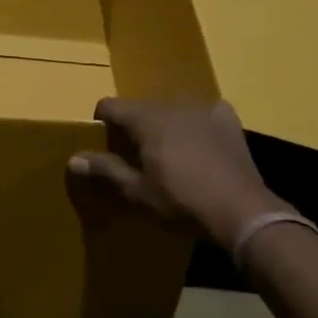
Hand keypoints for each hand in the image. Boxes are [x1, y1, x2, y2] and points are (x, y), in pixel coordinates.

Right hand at [68, 98, 289, 249]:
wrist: (242, 212)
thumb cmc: (182, 203)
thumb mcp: (137, 192)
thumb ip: (105, 171)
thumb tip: (74, 159)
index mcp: (147, 119)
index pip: (111, 106)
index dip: (101, 122)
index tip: (103, 145)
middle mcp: (173, 105)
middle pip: (141, 108)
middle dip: (133, 127)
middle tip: (135, 157)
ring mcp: (204, 110)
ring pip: (172, 110)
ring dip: (164, 126)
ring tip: (168, 155)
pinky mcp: (229, 122)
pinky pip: (204, 114)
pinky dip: (196, 126)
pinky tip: (200, 147)